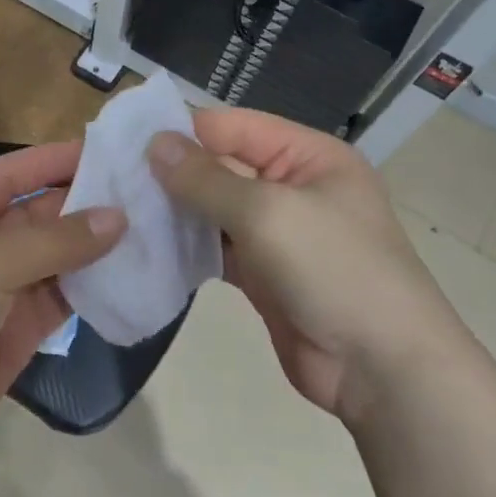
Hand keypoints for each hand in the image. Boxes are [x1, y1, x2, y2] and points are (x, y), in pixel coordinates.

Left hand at [0, 142, 124, 465]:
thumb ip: (56, 240)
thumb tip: (119, 217)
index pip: (15, 173)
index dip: (56, 159)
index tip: (109, 150)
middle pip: (43, 213)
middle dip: (87, 202)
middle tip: (146, 191)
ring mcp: (5, 287)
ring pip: (60, 257)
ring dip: (98, 246)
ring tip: (153, 227)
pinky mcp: (23, 328)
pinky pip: (65, 298)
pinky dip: (96, 288)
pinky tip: (134, 276)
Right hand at [148, 110, 469, 420]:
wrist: (383, 370)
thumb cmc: (334, 270)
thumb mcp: (268, 212)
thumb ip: (207, 177)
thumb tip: (155, 143)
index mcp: (308, 156)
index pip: (234, 126)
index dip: (183, 130)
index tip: (126, 140)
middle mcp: (292, 187)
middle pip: (221, 166)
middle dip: (172, 172)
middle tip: (112, 177)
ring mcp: (278, 233)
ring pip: (214, 209)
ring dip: (174, 211)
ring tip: (120, 209)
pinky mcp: (263, 274)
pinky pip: (216, 248)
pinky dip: (186, 247)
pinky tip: (146, 246)